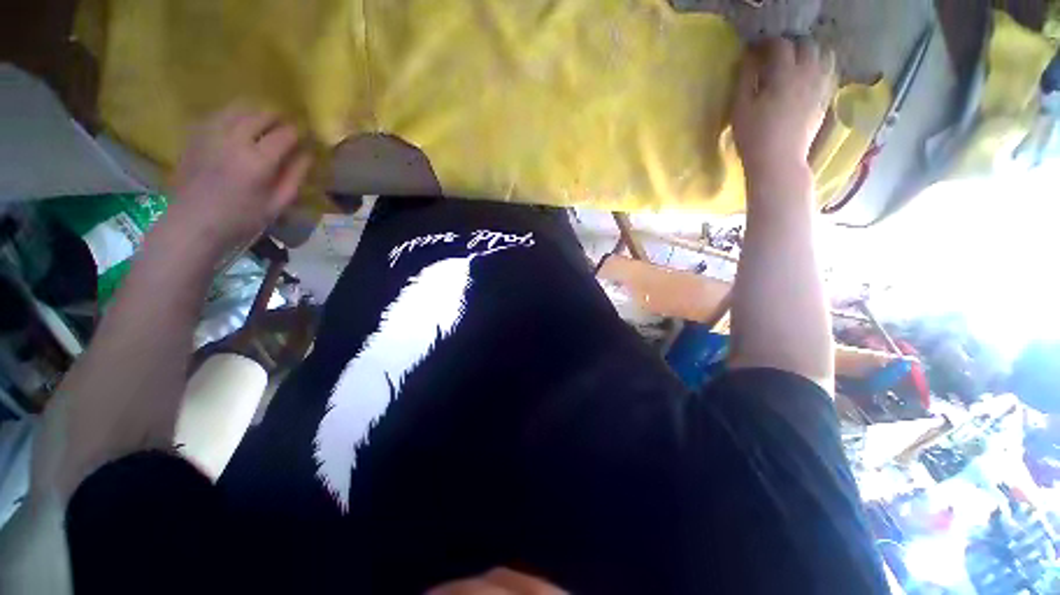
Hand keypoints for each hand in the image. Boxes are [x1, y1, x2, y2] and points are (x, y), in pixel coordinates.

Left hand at [166, 104, 312, 253]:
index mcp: (258, 161)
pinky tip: (237, 126)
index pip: (285, 134)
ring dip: (254, 112)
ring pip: (237, 108)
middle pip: (261, 114)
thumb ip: (294, 177)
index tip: (306, 137)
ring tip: (263, 123)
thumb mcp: (277, 205)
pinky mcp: (194, 135)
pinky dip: (232, 115)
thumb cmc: (241, 219)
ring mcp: (211, 134)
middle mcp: (234, 140)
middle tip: (286, 127)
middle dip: (278, 118)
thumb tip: (308, 155)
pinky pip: (218, 114)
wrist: (192, 223)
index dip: (299, 133)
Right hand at [732, 37, 835, 179]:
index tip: (754, 51)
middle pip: (806, 45)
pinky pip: (829, 72)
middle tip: (774, 57)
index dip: (766, 44)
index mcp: (784, 74)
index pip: (780, 45)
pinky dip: (819, 68)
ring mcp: (821, 86)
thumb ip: (745, 79)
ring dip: (809, 54)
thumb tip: (749, 59)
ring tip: (795, 64)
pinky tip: (807, 78)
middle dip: (790, 46)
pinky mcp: (825, 99)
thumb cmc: (753, 137)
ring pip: (824, 55)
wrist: (778, 162)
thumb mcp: (740, 108)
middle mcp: (808, 73)